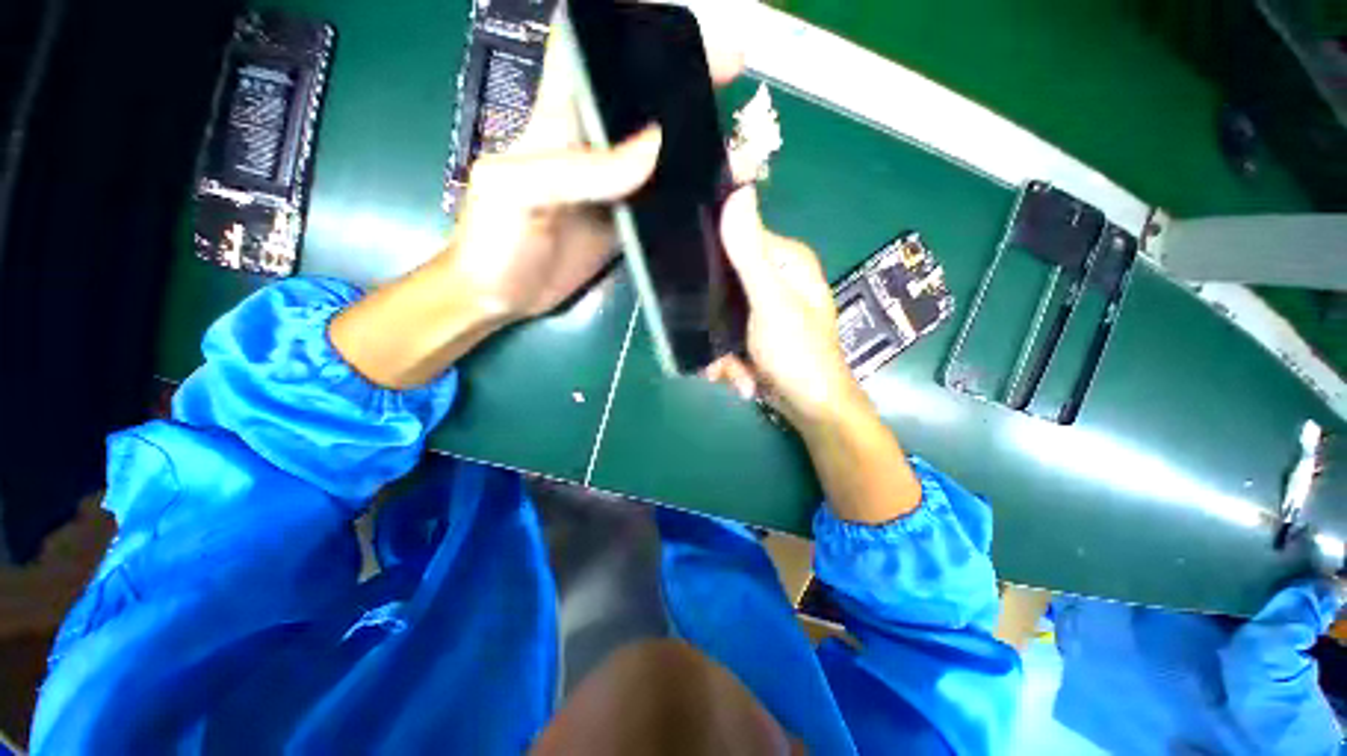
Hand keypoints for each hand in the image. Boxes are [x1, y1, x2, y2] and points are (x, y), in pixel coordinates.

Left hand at [437, 14, 744, 321]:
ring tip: (739, 138)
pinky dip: (690, 194)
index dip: (637, 31)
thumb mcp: (520, 193)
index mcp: (560, 119)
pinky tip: (716, 192)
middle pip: (643, 101)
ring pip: (662, 153)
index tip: (685, 25)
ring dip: (697, 142)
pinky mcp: (626, 223)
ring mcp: (614, 188)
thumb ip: (580, 169)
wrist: (501, 294)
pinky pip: (663, 202)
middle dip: (687, 81)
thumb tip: (655, 146)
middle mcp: (594, 146)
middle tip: (733, 73)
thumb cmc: (493, 239)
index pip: (594, 53)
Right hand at [706, 188, 864, 426]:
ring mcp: (764, 309)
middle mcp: (775, 280)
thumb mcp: (771, 302)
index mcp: (785, 261)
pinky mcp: (756, 334)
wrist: (812, 409)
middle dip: (713, 320)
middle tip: (716, 349)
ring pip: (720, 315)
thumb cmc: (798, 354)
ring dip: (719, 348)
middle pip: (722, 283)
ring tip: (729, 371)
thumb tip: (738, 191)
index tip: (692, 289)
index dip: (711, 260)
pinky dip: (727, 360)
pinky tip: (738, 377)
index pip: (737, 238)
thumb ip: (749, 253)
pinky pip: (727, 337)